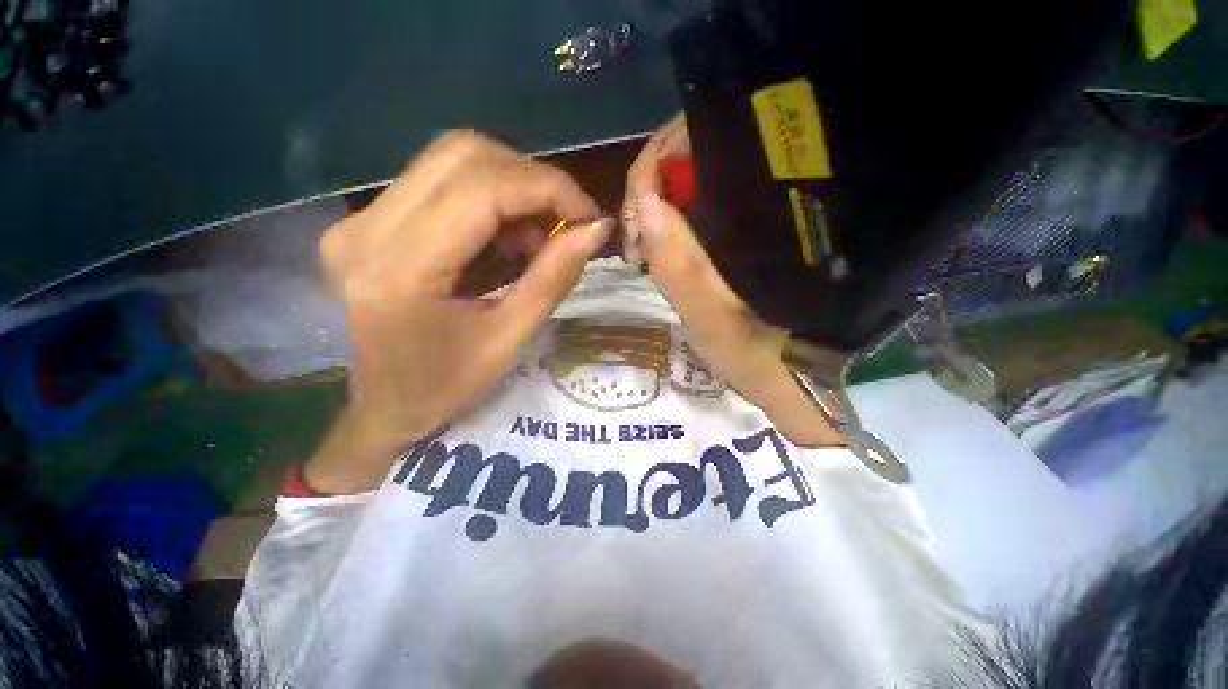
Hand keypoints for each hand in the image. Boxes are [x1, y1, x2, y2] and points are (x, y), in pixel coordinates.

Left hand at [307, 131, 611, 492]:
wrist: (386, 406)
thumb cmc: (449, 385)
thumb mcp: (511, 337)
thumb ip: (553, 277)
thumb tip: (595, 229)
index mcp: (401, 270)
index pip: (482, 188)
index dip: (548, 188)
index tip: (589, 215)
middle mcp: (366, 229)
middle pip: (463, 154)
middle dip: (533, 180)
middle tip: (566, 221)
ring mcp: (359, 220)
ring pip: (451, 159)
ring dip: (512, 186)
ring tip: (537, 234)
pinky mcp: (366, 221)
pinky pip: (438, 181)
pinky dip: (489, 197)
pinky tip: (506, 236)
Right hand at [624, 116, 841, 447]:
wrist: (816, 382)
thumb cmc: (769, 358)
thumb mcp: (715, 320)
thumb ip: (680, 265)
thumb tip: (645, 203)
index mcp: (763, 206)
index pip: (699, 141)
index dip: (652, 170)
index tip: (636, 226)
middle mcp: (764, 193)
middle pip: (693, 156)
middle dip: (650, 193)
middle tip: (637, 244)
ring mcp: (758, 210)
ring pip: (694, 183)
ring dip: (660, 210)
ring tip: (646, 251)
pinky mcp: (751, 231)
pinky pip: (702, 209)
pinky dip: (676, 223)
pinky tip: (666, 249)